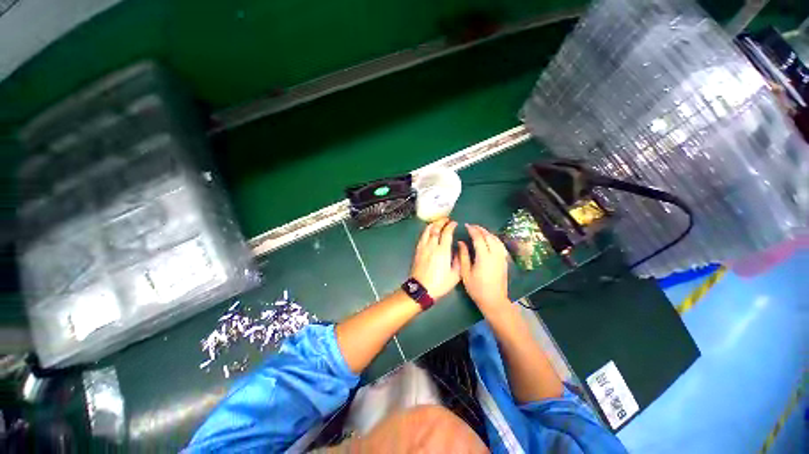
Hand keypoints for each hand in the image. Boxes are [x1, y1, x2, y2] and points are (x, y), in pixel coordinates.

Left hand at [410, 219, 460, 299]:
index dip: (451, 226)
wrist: (421, 289)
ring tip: (438, 222)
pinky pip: (422, 236)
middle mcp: (432, 246)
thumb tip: (458, 249)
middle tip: (447, 220)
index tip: (454, 223)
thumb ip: (458, 260)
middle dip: (441, 221)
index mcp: (443, 251)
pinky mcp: (417, 250)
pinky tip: (429, 231)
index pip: (446, 233)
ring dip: (433, 224)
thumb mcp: (455, 275)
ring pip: (427, 231)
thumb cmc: (439, 283)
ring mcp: (423, 247)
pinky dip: (427, 231)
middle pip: (435, 228)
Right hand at [457, 224, 509, 310]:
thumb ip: (463, 256)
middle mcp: (495, 255)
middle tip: (472, 226)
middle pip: (489, 236)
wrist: (494, 300)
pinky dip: (494, 239)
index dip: (473, 230)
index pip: (479, 238)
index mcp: (484, 257)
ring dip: (488, 233)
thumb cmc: (477, 288)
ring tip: (480, 231)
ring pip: (496, 239)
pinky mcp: (504, 261)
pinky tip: (490, 239)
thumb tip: (461, 243)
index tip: (466, 225)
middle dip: (480, 229)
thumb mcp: (465, 273)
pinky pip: (500, 245)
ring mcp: (501, 257)